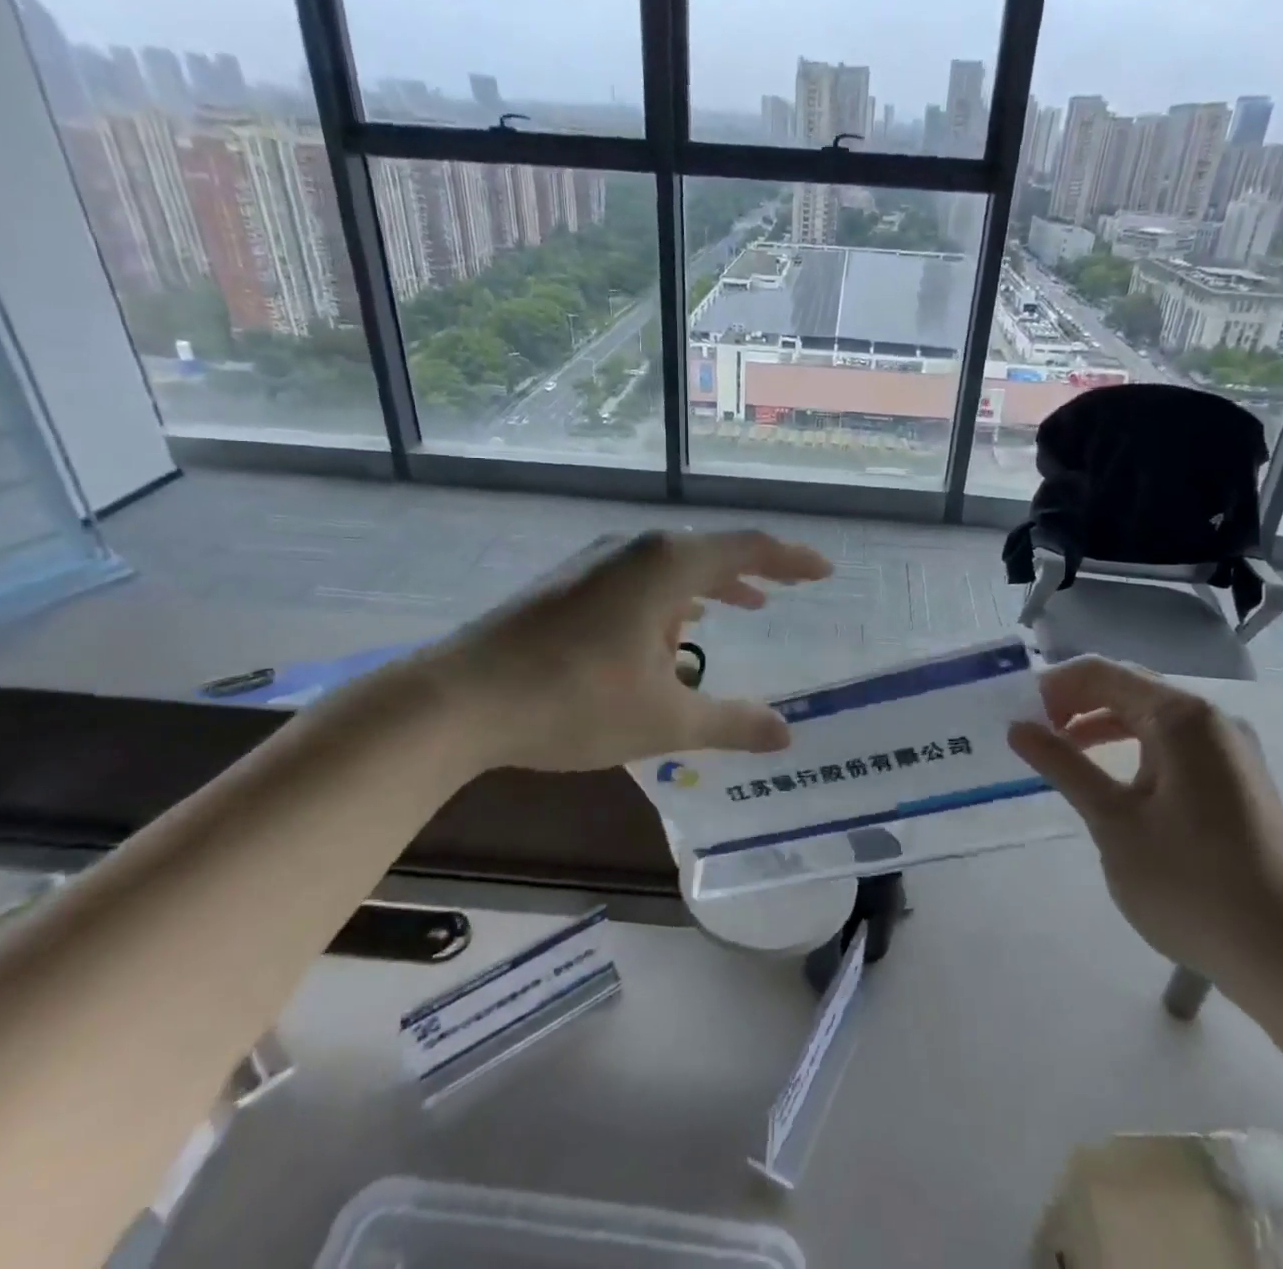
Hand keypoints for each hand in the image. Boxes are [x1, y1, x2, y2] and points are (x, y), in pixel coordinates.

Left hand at [416, 529, 832, 774]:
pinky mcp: (566, 584)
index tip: (824, 572)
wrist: (458, 699)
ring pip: (669, 566)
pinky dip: (669, 599)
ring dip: (709, 587)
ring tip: (740, 608)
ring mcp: (594, 563)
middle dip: (752, 572)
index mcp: (667, 565)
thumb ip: (731, 723)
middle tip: (785, 591)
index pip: (748, 548)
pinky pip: (637, 579)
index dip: (792, 559)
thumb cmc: (573, 701)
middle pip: (709, 551)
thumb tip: (787, 735)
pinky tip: (667, 630)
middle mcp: (634, 549)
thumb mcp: (664, 721)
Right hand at [1008, 657, 1282, 996]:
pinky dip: (1133, 746)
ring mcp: (1230, 748)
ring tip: (1061, 751)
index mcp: (1181, 717)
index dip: (1054, 686)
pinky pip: (1173, 742)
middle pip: (1128, 687)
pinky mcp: (1237, 777)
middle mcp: (1211, 718)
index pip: (1102, 673)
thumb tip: (1018, 728)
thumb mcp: (1113, 822)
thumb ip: (1063, 765)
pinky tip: (1110, 778)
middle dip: (1075, 702)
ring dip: (1101, 724)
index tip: (1016, 713)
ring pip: (1150, 715)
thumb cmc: (1190, 885)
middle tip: (1032, 731)